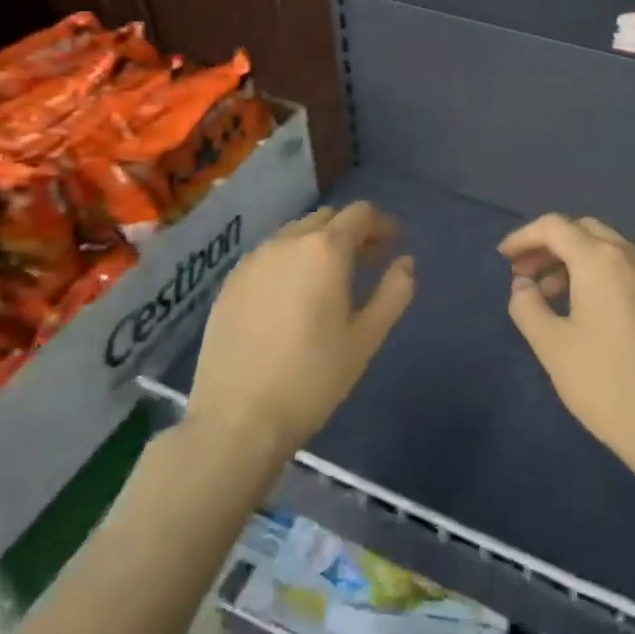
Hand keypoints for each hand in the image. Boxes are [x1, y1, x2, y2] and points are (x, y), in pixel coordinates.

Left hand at [188, 202, 414, 456]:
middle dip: (352, 232)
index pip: (360, 214)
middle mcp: (286, 242)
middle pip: (327, 219)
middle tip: (369, 261)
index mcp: (324, 249)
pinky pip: (269, 256)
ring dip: (319, 244)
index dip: (382, 224)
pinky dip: (290, 261)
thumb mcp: (366, 338)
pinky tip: (293, 295)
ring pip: (295, 235)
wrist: (236, 419)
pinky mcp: (229, 284)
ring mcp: (252, 261)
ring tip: (332, 279)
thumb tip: (405, 262)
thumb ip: (394, 293)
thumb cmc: (312, 378)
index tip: (394, 244)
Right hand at [499, 214, 634, 475]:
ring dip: (572, 259)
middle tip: (523, 273)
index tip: (503, 258)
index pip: (555, 226)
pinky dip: (595, 273)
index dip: (524, 236)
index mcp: (600, 260)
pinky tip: (581, 307)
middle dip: (549, 245)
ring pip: (605, 248)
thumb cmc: (604, 382)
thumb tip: (522, 286)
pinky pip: (622, 267)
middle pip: (583, 230)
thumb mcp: (552, 346)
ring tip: (546, 294)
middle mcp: (630, 256)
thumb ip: (527, 307)